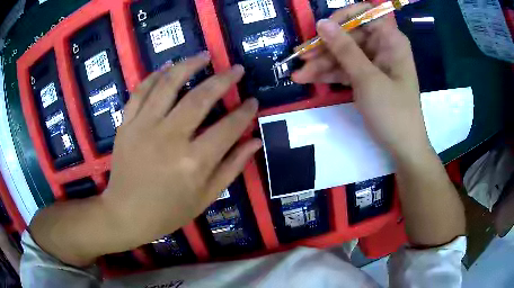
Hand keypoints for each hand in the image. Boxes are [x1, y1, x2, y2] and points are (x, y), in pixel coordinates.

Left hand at [104, 53, 260, 245]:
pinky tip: (167, 68)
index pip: (228, 128)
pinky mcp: (126, 124)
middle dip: (223, 79)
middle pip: (200, 98)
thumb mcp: (206, 197)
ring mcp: (144, 127)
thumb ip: (232, 167)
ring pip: (168, 85)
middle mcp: (169, 138)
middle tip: (236, 69)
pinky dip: (154, 76)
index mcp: (193, 162)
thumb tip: (255, 141)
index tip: (253, 101)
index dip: (245, 112)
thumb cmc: (168, 211)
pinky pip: (140, 91)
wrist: (126, 213)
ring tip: (204, 55)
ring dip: (188, 65)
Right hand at [292, 4, 430, 158]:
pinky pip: (346, 69)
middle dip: (325, 47)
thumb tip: (322, 23)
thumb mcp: (367, 78)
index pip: (364, 14)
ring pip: (344, 53)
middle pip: (349, 35)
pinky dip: (330, 74)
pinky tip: (309, 79)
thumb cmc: (393, 112)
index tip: (322, 30)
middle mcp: (383, 46)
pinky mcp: (368, 77)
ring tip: (299, 75)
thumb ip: (344, 48)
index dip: (342, 18)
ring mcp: (375, 62)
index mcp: (390, 40)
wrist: (403, 148)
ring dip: (322, 63)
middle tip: (301, 58)